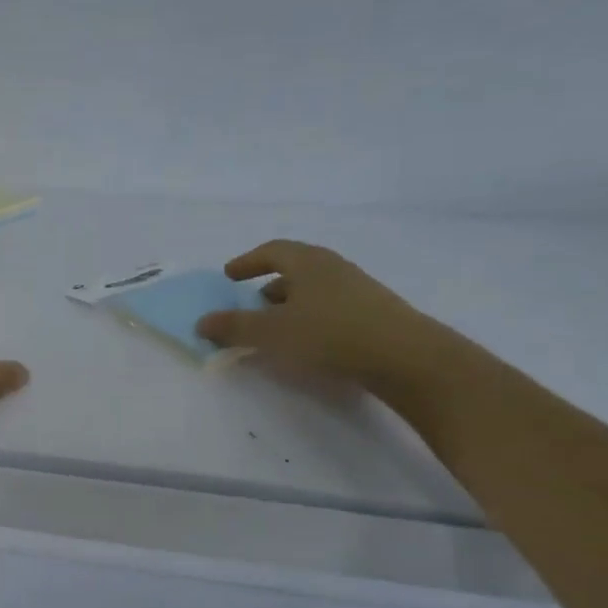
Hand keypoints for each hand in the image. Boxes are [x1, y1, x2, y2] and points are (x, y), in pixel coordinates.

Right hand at [195, 240, 438, 388]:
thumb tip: (201, 322)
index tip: (229, 275)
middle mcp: (334, 268)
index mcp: (308, 262)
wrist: (405, 357)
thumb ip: (234, 327)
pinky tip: (307, 344)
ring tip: (275, 330)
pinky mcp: (373, 315)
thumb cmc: (329, 334)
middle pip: (295, 270)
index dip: (248, 261)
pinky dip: (310, 320)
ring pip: (314, 291)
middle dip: (268, 286)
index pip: (272, 250)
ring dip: (289, 306)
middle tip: (249, 305)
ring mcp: (358, 290)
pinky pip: (330, 309)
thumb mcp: (271, 332)